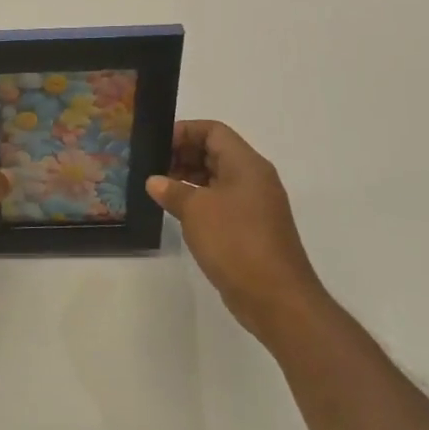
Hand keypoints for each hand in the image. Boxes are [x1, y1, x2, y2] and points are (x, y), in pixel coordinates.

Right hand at [147, 120, 324, 335]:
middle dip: (183, 154)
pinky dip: (198, 199)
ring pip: (217, 177)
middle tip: (152, 166)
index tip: (156, 144)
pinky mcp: (250, 228)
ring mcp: (254, 205)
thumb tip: (154, 181)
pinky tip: (176, 211)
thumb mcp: (196, 211)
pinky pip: (221, 201)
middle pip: (216, 152)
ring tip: (158, 187)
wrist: (276, 298)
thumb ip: (172, 190)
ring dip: (188, 178)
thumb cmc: (236, 242)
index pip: (213, 131)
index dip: (184, 131)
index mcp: (246, 164)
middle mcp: (253, 178)